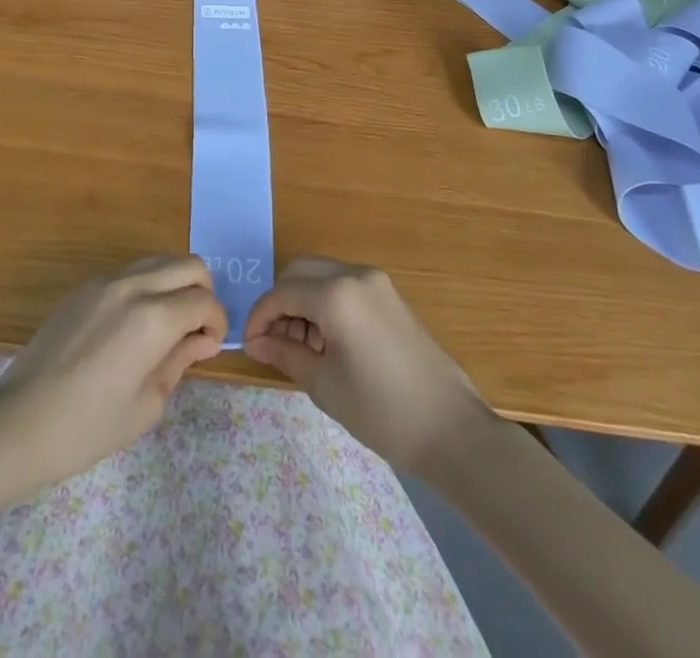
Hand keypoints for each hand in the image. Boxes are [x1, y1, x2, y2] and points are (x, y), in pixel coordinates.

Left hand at [0, 255, 226, 488]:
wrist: (19, 422)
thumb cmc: (87, 427)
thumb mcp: (146, 405)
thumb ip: (179, 362)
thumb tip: (201, 340)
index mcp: (153, 318)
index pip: (203, 301)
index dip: (216, 322)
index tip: (209, 346)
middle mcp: (133, 287)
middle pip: (189, 265)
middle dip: (202, 292)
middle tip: (194, 328)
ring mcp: (105, 281)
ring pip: (159, 261)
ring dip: (174, 284)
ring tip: (166, 324)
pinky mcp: (84, 287)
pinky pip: (130, 273)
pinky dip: (146, 287)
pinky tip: (132, 326)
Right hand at [244, 258, 493, 473]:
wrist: (450, 428)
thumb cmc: (382, 410)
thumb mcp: (325, 385)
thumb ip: (286, 354)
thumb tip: (257, 342)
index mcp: (336, 294)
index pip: (281, 293)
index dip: (259, 317)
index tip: (249, 346)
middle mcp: (355, 275)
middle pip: (300, 272)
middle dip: (280, 303)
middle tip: (273, 343)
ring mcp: (376, 282)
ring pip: (322, 276)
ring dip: (303, 302)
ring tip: (300, 348)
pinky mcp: (390, 296)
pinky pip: (345, 286)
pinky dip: (326, 303)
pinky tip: (327, 342)